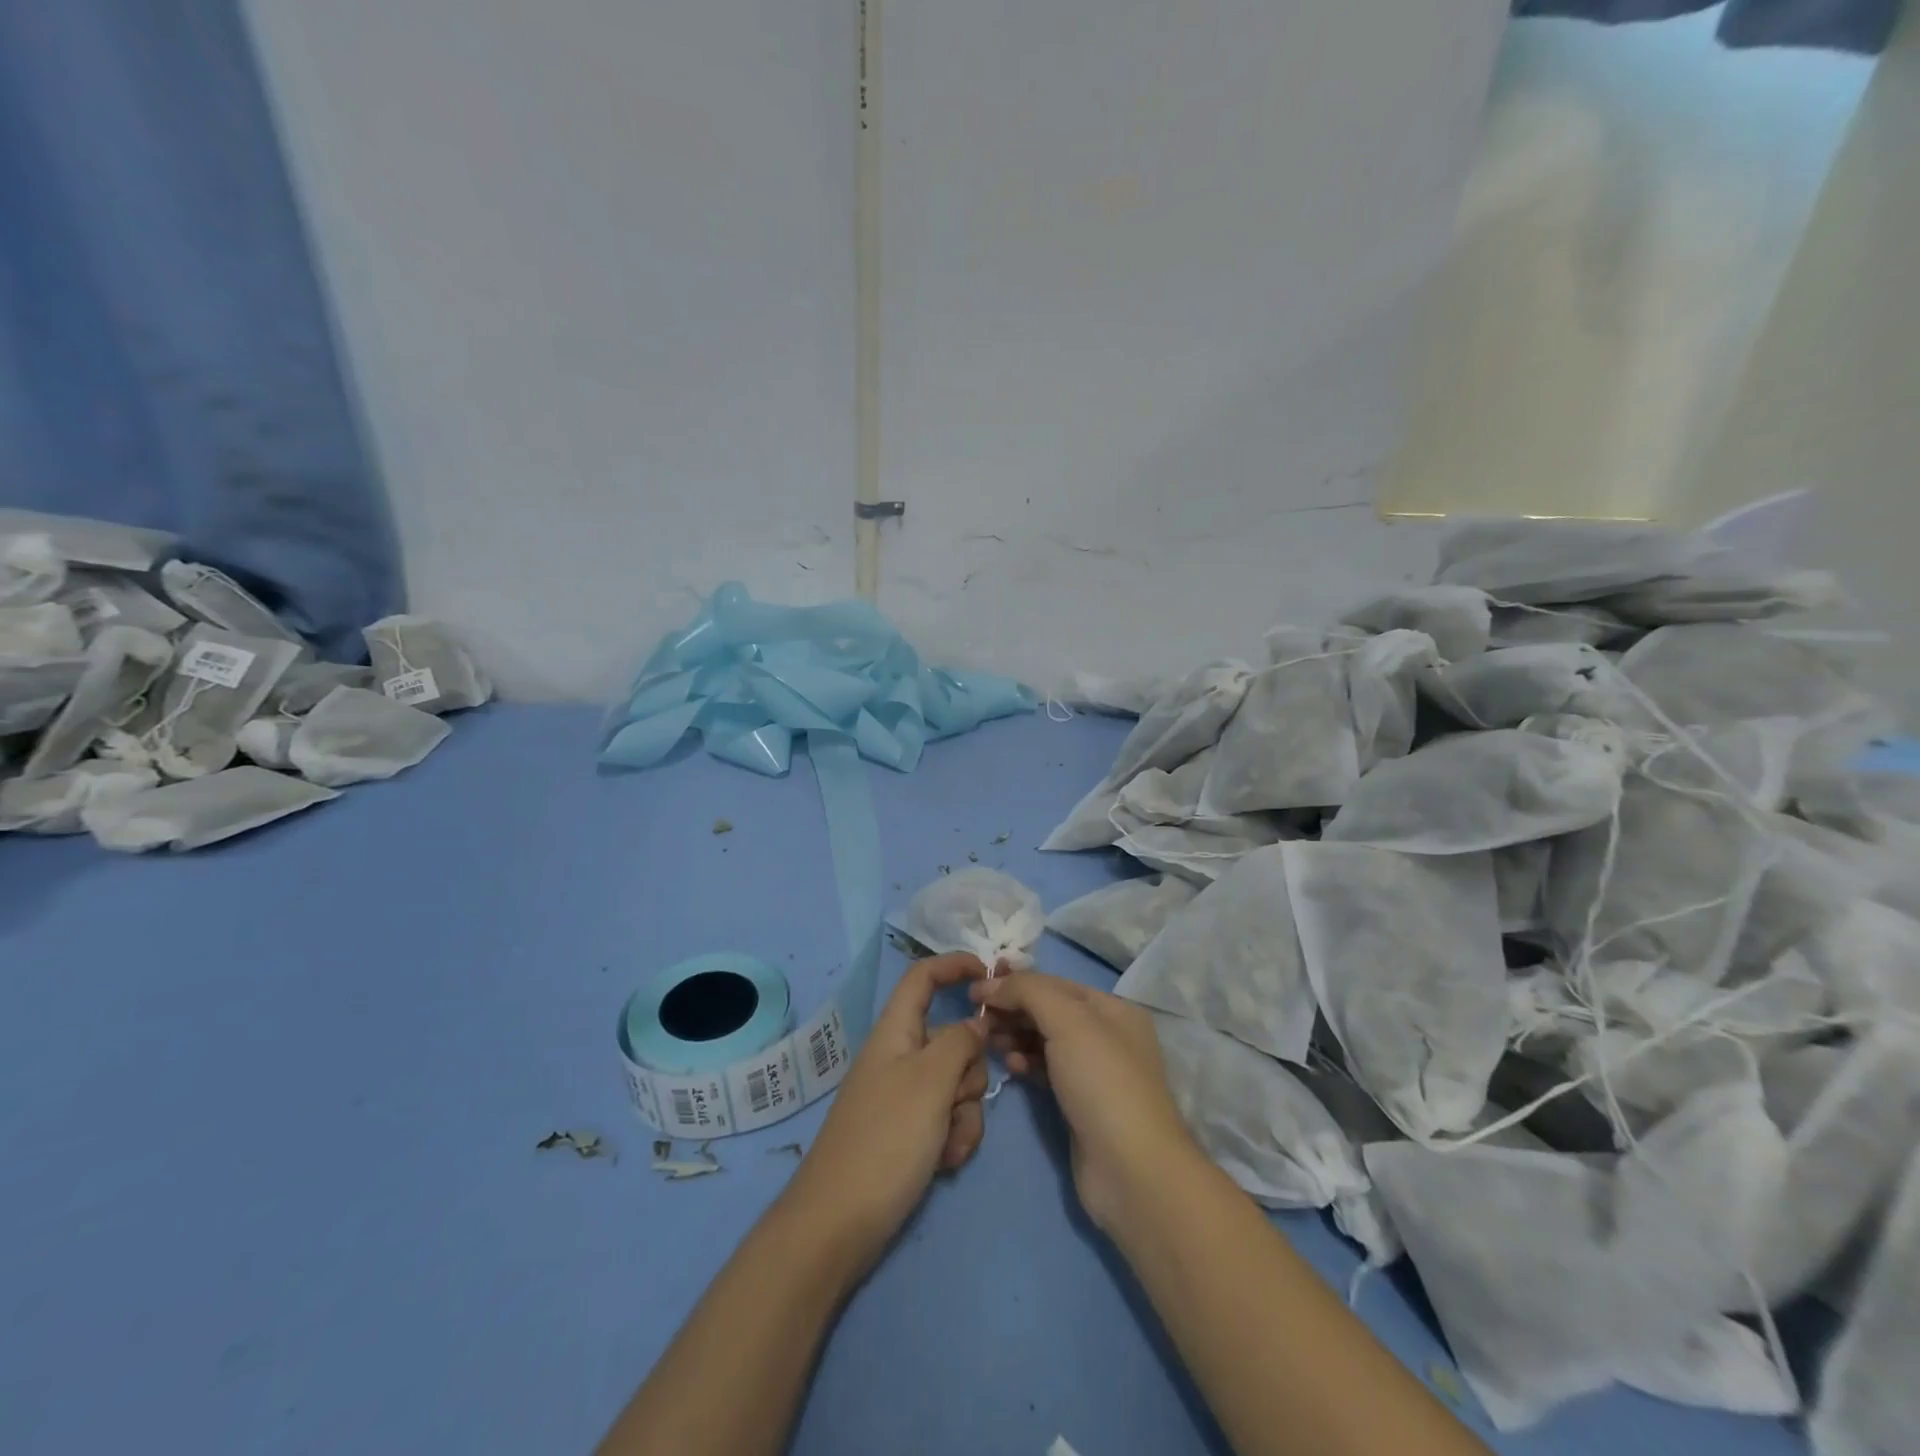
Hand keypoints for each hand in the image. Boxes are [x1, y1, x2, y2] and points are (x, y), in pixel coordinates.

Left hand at [781, 954, 990, 1272]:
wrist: (839, 1225)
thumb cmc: (885, 1140)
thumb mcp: (930, 1082)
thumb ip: (960, 1043)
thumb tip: (976, 1022)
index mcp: (895, 1032)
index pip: (923, 978)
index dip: (954, 965)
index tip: (990, 974)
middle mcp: (901, 1058)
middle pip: (954, 1039)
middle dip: (969, 1071)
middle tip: (953, 1100)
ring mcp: (905, 1097)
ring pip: (959, 1084)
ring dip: (964, 1113)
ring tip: (945, 1143)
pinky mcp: (911, 1133)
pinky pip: (950, 1119)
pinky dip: (954, 1137)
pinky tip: (943, 1162)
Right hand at [971, 969, 1200, 1232]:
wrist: (1131, 1170)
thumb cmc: (1102, 1082)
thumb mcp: (1067, 1021)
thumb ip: (1028, 991)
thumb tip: (991, 984)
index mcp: (1113, 1008)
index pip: (1055, 983)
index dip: (1015, 982)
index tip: (976, 989)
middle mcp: (1107, 1035)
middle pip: (1049, 1010)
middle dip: (1013, 1009)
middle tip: (978, 1018)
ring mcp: (1094, 1072)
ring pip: (1045, 1041)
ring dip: (1016, 1036)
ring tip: (990, 1042)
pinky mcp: (1080, 1104)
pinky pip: (1046, 1071)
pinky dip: (1027, 1064)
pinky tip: (1011, 1067)